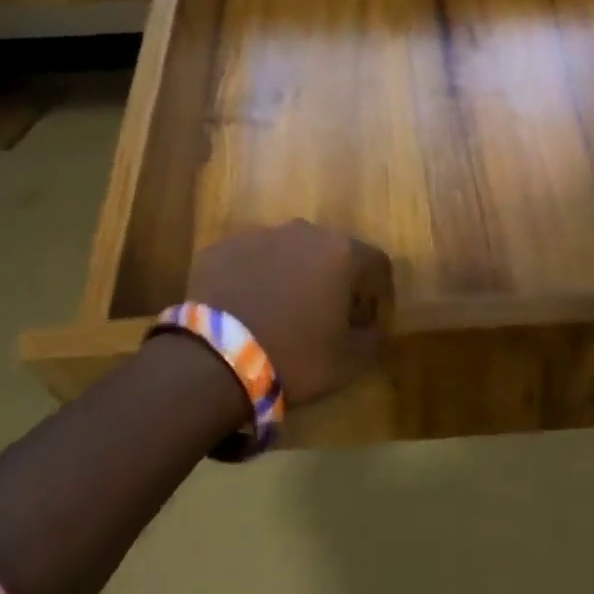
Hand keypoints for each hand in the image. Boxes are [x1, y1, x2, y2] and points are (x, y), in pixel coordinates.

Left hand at [185, 221, 394, 405]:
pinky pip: (250, 259)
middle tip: (326, 314)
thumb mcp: (350, 362)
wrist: (213, 360)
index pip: (377, 264)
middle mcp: (303, 232)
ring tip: (282, 311)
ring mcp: (258, 235)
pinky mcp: (221, 248)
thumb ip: (374, 338)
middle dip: (334, 279)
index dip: (380, 292)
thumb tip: (374, 326)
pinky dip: (255, 277)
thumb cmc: (294, 358)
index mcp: (341, 253)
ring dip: (293, 273)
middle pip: (332, 251)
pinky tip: (247, 308)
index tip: (369, 319)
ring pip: (288, 251)